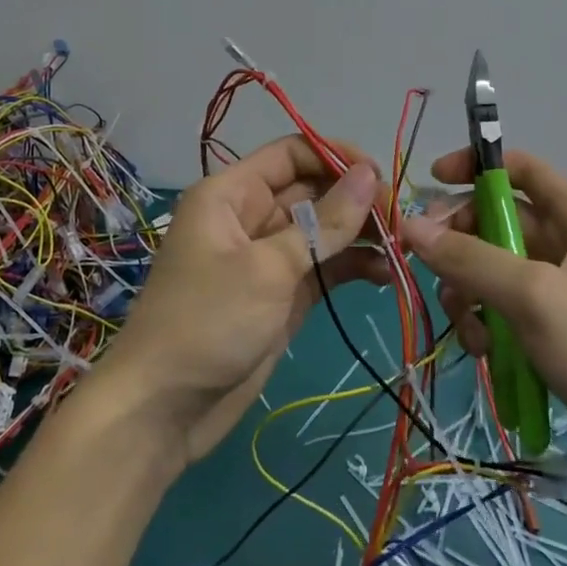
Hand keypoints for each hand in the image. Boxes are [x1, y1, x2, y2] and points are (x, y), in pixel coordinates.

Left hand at [94, 136, 384, 465]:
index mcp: (231, 194)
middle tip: (401, 219)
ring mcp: (267, 258)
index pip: (291, 154)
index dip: (336, 156)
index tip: (380, 176)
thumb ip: (325, 222)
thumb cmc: (209, 322)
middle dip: (356, 200)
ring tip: (402, 248)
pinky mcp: (282, 295)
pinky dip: (352, 267)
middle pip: (312, 191)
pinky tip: (386, 275)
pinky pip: (323, 267)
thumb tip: (369, 174)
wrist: (164, 411)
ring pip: (322, 230)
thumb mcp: (269, 268)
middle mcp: (250, 216)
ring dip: (360, 235)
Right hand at [402, 148, 566, 469]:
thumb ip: (469, 258)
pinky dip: (492, 324)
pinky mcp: (565, 333)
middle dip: (463, 245)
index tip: (431, 184)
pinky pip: (512, 311)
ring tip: (469, 329)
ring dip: (473, 293)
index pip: (520, 168)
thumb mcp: (535, 296)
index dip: (474, 167)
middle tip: (432, 271)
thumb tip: (409, 224)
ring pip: (499, 271)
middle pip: (501, 222)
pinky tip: (487, 354)